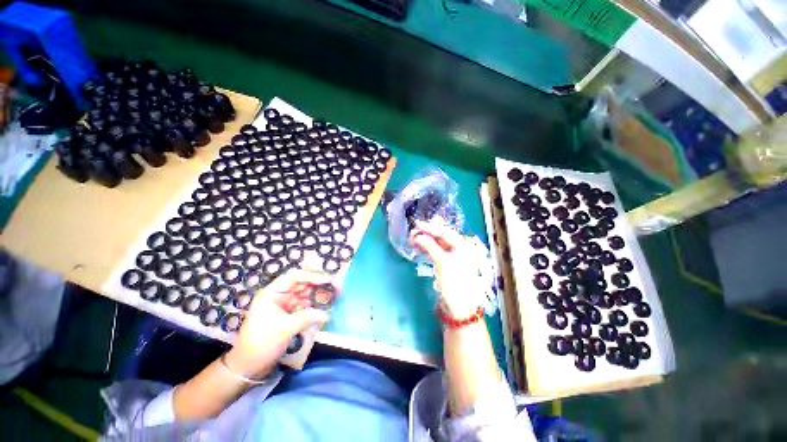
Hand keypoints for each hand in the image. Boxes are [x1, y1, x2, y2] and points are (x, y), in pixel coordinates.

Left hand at [225, 269, 332, 378]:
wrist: (248, 367)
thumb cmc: (262, 344)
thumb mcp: (285, 329)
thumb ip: (307, 317)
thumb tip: (327, 314)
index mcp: (273, 293)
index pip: (295, 277)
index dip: (313, 276)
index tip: (328, 280)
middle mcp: (280, 296)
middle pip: (303, 285)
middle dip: (320, 286)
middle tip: (337, 288)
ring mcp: (285, 306)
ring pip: (306, 296)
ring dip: (320, 296)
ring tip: (336, 297)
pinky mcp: (290, 316)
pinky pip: (306, 307)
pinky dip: (316, 307)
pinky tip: (326, 308)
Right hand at [410, 220, 481, 317]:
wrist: (460, 307)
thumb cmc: (454, 282)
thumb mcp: (442, 262)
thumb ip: (430, 246)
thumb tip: (418, 236)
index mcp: (463, 245)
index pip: (445, 232)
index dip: (430, 227)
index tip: (417, 224)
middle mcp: (460, 249)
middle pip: (442, 237)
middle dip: (427, 233)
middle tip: (413, 231)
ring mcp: (454, 257)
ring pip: (438, 245)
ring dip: (426, 241)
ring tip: (414, 239)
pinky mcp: (447, 265)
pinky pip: (437, 252)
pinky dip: (428, 249)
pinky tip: (420, 247)